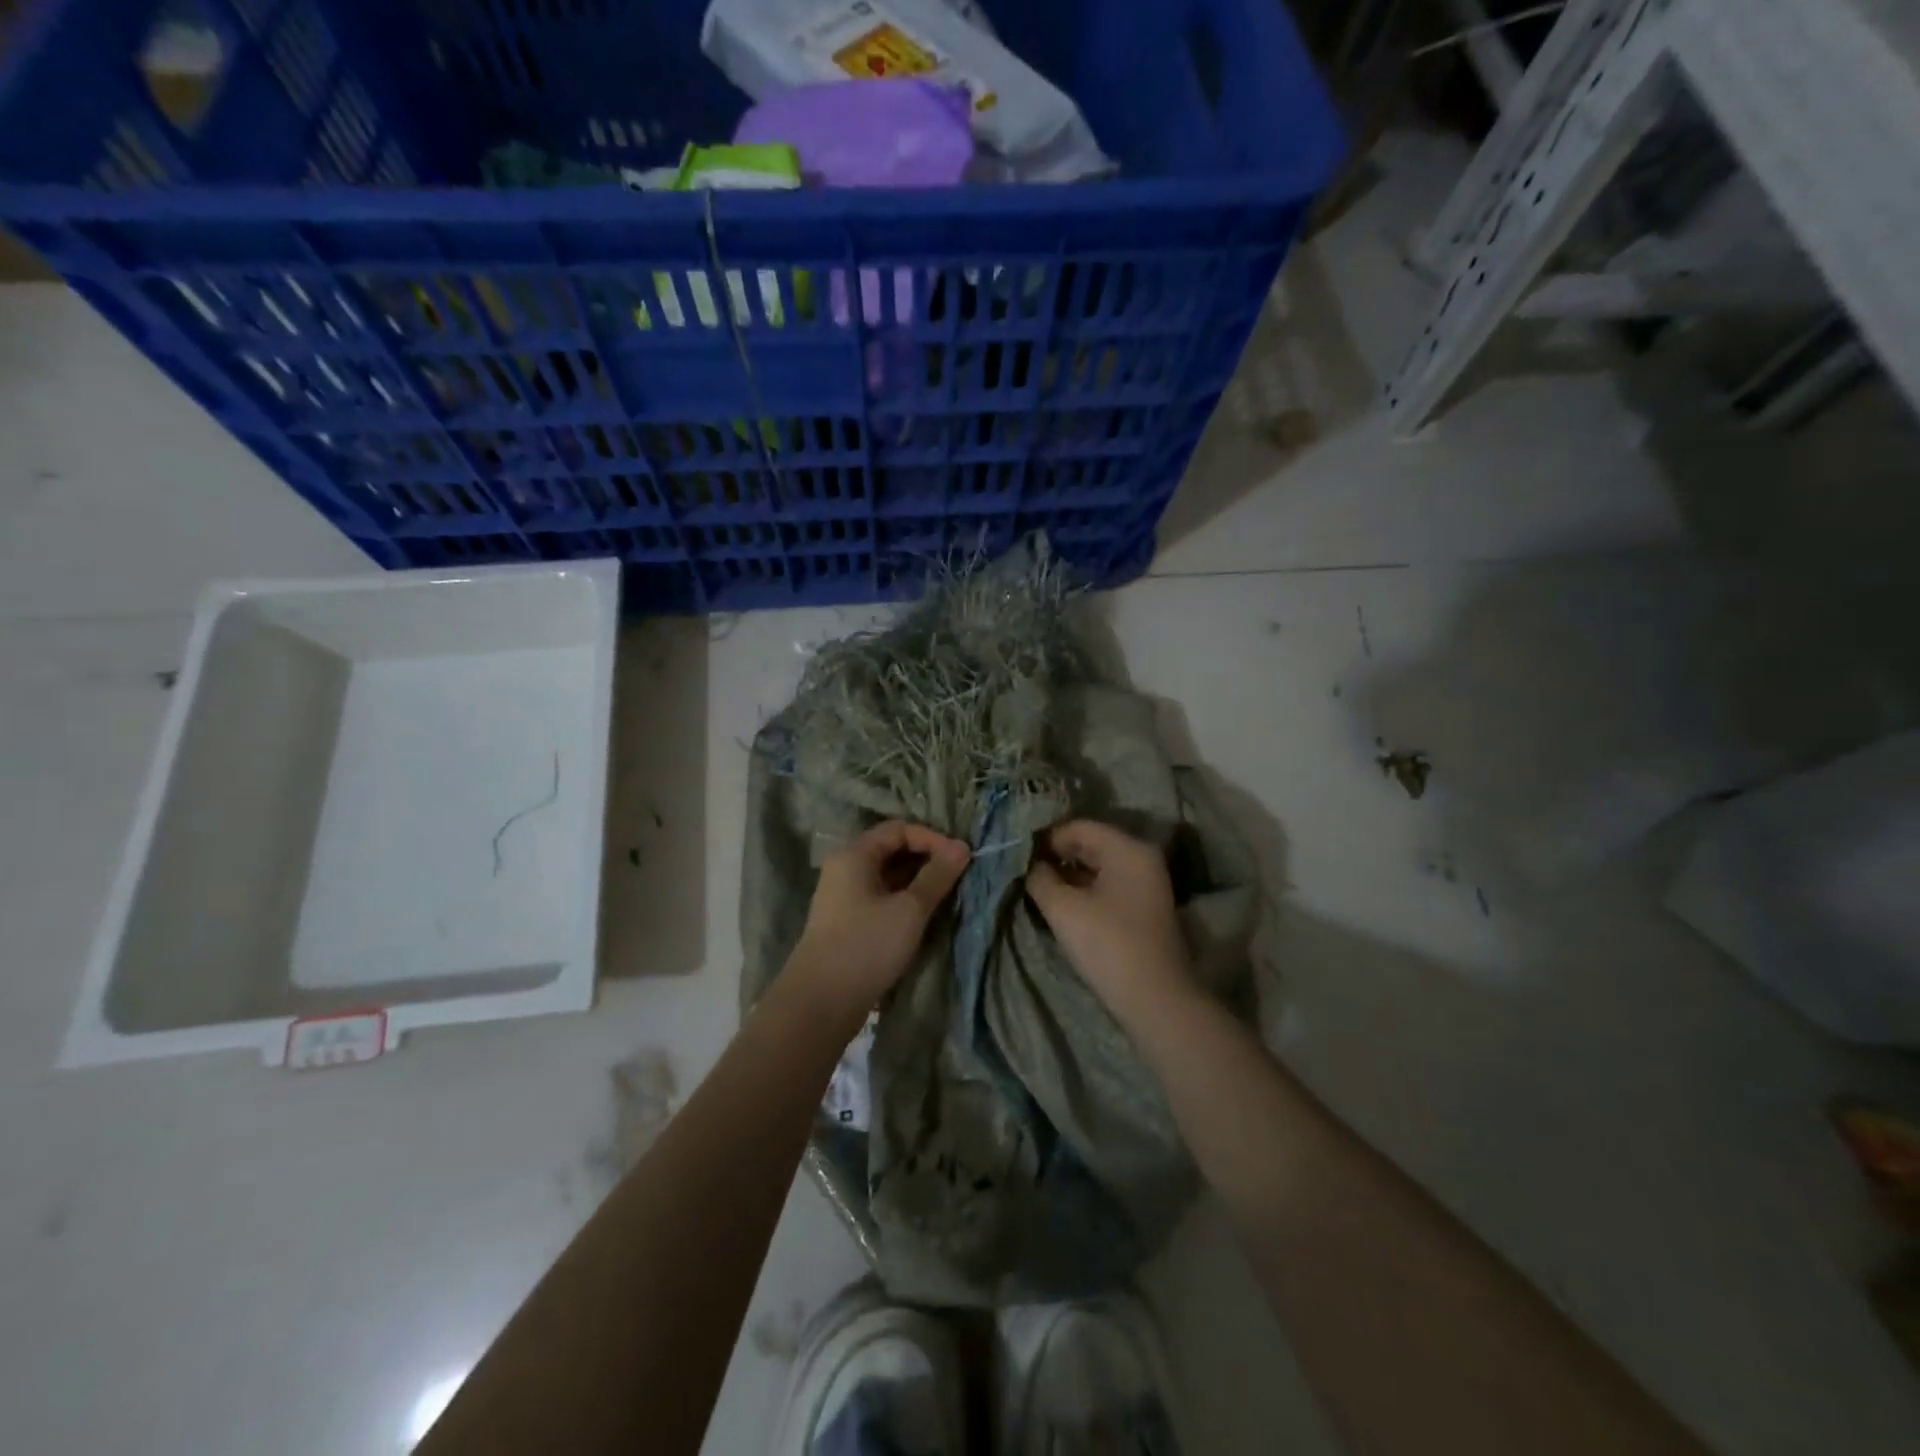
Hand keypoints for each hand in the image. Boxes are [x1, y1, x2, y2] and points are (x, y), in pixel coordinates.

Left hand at [788, 820, 970, 1012]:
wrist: (820, 1002)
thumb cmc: (866, 946)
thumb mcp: (909, 910)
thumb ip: (937, 876)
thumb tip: (962, 846)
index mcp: (854, 854)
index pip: (899, 829)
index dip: (932, 839)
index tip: (961, 859)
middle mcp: (846, 867)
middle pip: (893, 849)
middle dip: (928, 859)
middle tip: (959, 876)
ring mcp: (845, 895)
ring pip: (889, 876)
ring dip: (918, 881)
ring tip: (948, 895)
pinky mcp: (849, 920)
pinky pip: (882, 897)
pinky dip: (905, 899)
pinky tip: (925, 915)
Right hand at [1026, 820, 1193, 1020]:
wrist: (1155, 1000)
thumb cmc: (1107, 945)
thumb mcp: (1063, 909)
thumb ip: (1040, 878)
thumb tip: (1029, 864)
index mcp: (1128, 849)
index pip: (1078, 827)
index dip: (1046, 838)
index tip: (1018, 855)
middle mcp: (1142, 858)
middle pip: (1091, 844)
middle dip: (1057, 856)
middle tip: (1024, 871)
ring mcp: (1147, 883)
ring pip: (1099, 866)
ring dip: (1069, 875)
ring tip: (1038, 888)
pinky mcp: (1145, 907)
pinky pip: (1109, 884)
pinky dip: (1085, 889)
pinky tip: (1062, 904)